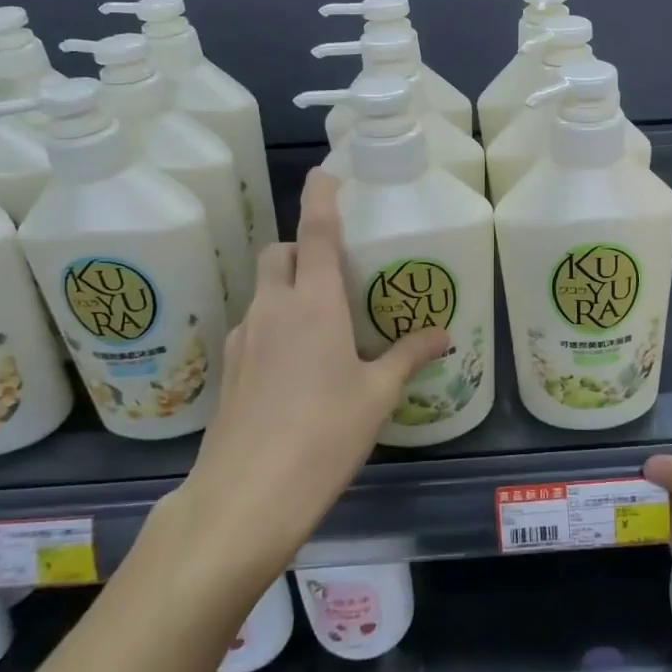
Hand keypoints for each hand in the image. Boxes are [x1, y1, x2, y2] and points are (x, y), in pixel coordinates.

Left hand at [160, 171, 448, 580]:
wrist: (244, 498)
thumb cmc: (322, 436)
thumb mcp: (376, 396)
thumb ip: (408, 356)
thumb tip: (443, 334)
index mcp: (314, 303)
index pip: (316, 231)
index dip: (321, 197)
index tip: (326, 173)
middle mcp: (273, 307)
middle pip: (281, 252)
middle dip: (303, 248)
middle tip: (335, 272)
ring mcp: (243, 336)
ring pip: (265, 288)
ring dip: (289, 287)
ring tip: (322, 324)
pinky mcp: (228, 367)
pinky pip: (254, 324)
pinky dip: (275, 323)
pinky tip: (295, 366)